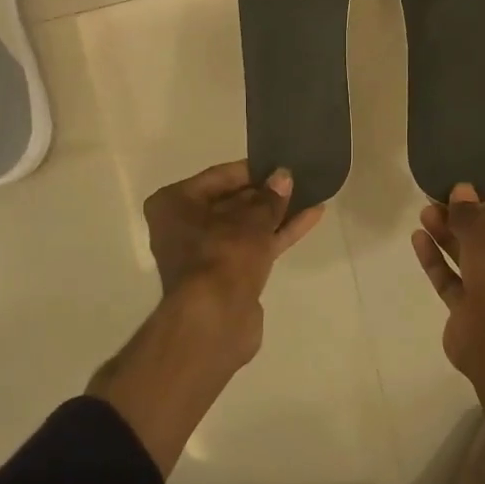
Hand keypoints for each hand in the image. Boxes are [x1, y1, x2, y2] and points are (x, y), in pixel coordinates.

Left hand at [143, 160, 323, 363]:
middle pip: (231, 202)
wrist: (215, 320)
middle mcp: (183, 226)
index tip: (279, 163)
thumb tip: (283, 176)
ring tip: (310, 194)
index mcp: (173, 204)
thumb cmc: (222, 255)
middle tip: (298, 178)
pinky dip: (278, 234)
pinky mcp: (227, 276)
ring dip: (276, 213)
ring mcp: (205, 254)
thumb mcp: (251, 219)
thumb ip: (270, 197)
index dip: (251, 170)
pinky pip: (254, 246)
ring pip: (245, 227)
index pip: (218, 177)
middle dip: (265, 194)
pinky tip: (310, 218)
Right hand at [413, 184, 484, 373]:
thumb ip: (470, 210)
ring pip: (471, 261)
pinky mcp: (473, 315)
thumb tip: (460, 191)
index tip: (462, 190)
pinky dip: (438, 261)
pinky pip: (453, 282)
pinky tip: (419, 239)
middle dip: (463, 220)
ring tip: (424, 214)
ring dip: (447, 237)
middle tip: (436, 200)